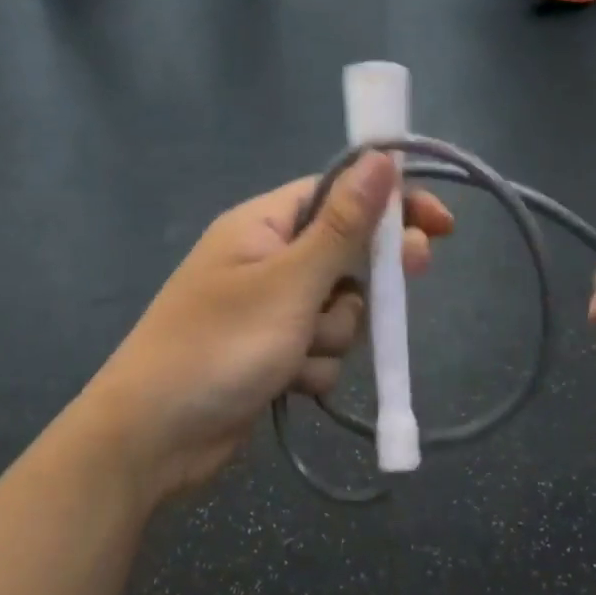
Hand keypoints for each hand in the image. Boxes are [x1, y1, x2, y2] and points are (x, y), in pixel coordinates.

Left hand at [85, 154, 453, 498]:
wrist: (155, 437)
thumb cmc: (219, 347)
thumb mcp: (290, 282)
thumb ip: (342, 225)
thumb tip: (381, 157)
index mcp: (263, 225)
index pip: (339, 194)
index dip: (390, 205)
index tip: (440, 226)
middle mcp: (267, 261)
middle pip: (345, 257)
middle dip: (362, 285)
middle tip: (400, 291)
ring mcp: (269, 311)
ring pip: (338, 311)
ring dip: (333, 336)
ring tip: (298, 355)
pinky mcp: (272, 354)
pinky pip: (319, 350)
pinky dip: (313, 368)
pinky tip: (288, 384)